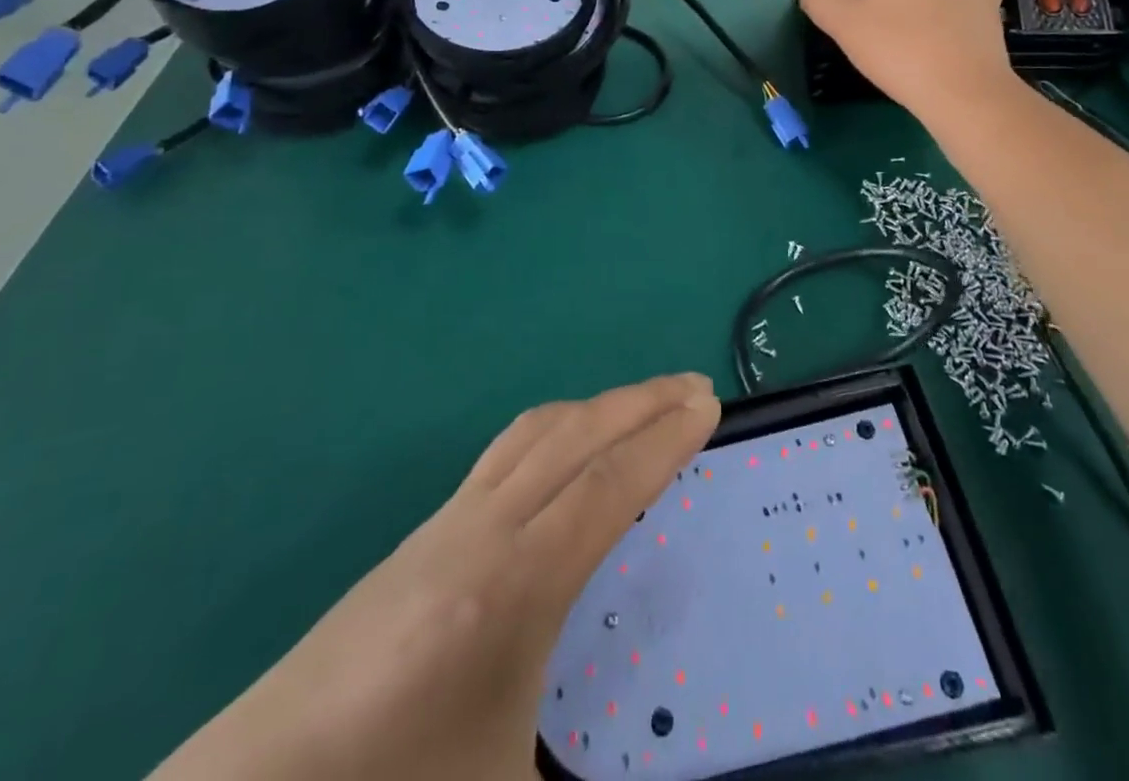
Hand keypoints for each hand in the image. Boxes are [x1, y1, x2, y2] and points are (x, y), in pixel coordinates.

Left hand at [151, 374, 721, 780]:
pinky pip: (505, 452)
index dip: (663, 440)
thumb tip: (664, 767)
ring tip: (642, 404)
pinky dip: (557, 429)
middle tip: (694, 386)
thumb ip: (587, 777)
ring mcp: (447, 524)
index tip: (707, 405)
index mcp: (515, 589)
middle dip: (641, 403)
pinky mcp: (422, 533)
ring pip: (536, 433)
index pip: (607, 486)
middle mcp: (483, 532)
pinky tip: (566, 452)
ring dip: (597, 407)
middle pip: (576, 437)